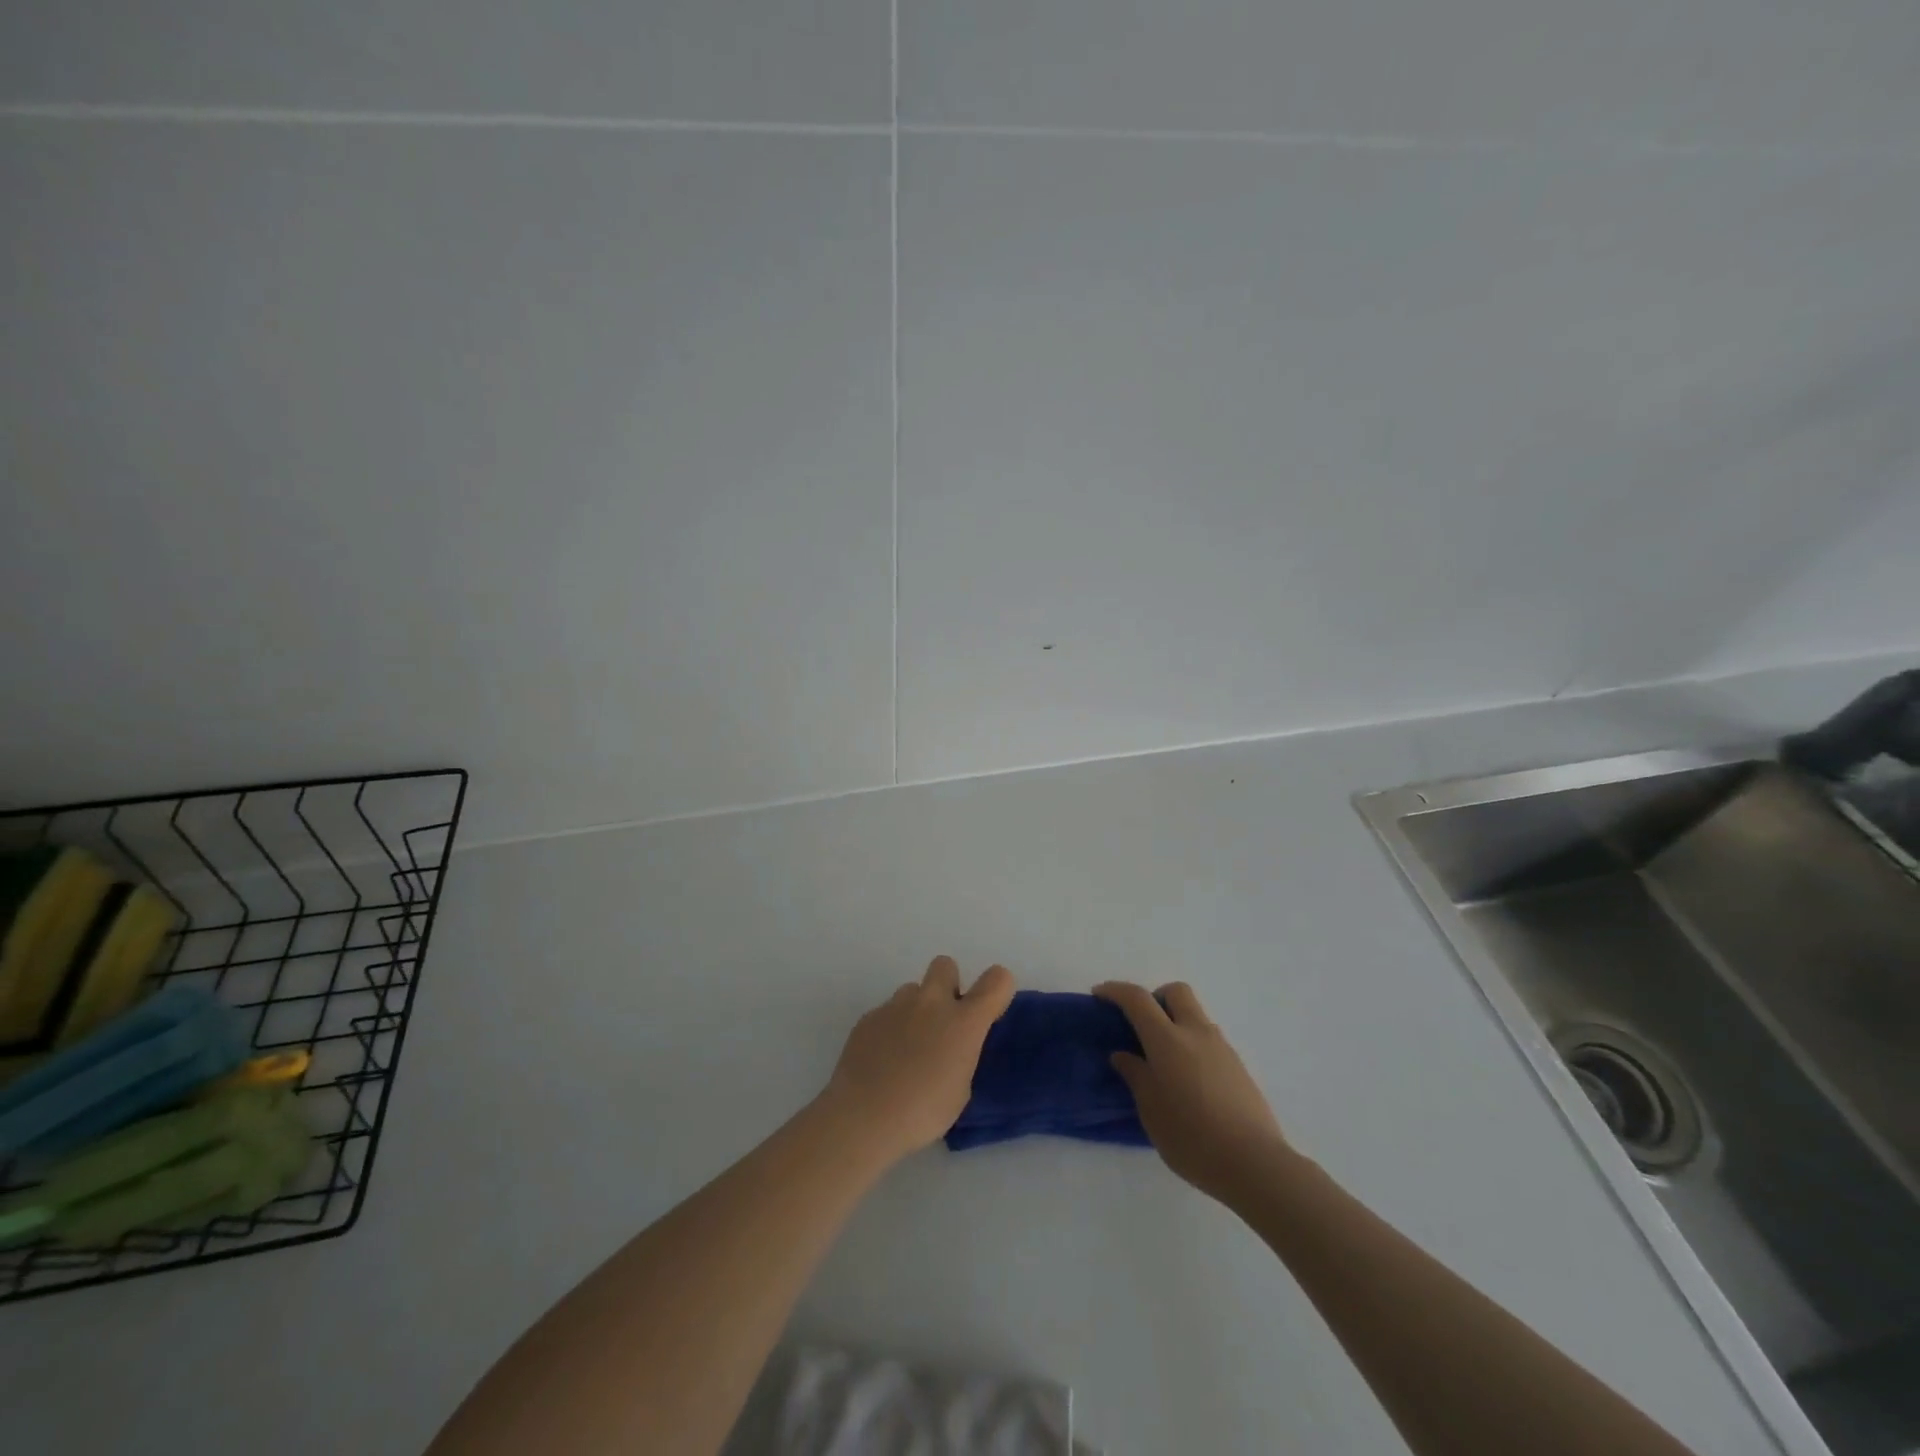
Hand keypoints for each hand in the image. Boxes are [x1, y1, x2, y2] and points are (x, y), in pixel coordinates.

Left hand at [822, 957, 1015, 1165]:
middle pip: (946, 965)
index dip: (997, 989)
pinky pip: (887, 1012)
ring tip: (907, 1048)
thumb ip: (962, 1055)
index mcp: (963, 1021)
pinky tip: (882, 1060)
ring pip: (913, 990)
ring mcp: (896, 1005)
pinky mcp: (869, 1016)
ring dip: (916, 1010)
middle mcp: (931, 1002)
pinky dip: (890, 1028)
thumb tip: (951, 1048)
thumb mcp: (960, 1090)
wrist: (863, 1116)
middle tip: (942, 1023)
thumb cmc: (922, 1112)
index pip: (997, 980)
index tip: (988, 1011)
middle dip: (948, 985)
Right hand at [1095, 981, 1290, 1205]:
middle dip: (1155, 997)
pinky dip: (1193, 1045)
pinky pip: (1209, 1040)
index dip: (1116, 991)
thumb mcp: (1151, 1110)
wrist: (1255, 1164)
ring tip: (1165, 1061)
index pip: (1137, 999)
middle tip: (1141, 1024)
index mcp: (1168, 1040)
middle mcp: (1196, 1033)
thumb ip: (1136, 1076)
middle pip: (1176, 992)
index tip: (1100, 994)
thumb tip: (1123, 1055)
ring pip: (1196, 1015)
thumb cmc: (1192, 1137)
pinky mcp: (1238, 1067)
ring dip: (1176, 1022)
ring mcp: (1222, 1048)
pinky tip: (1189, 1081)